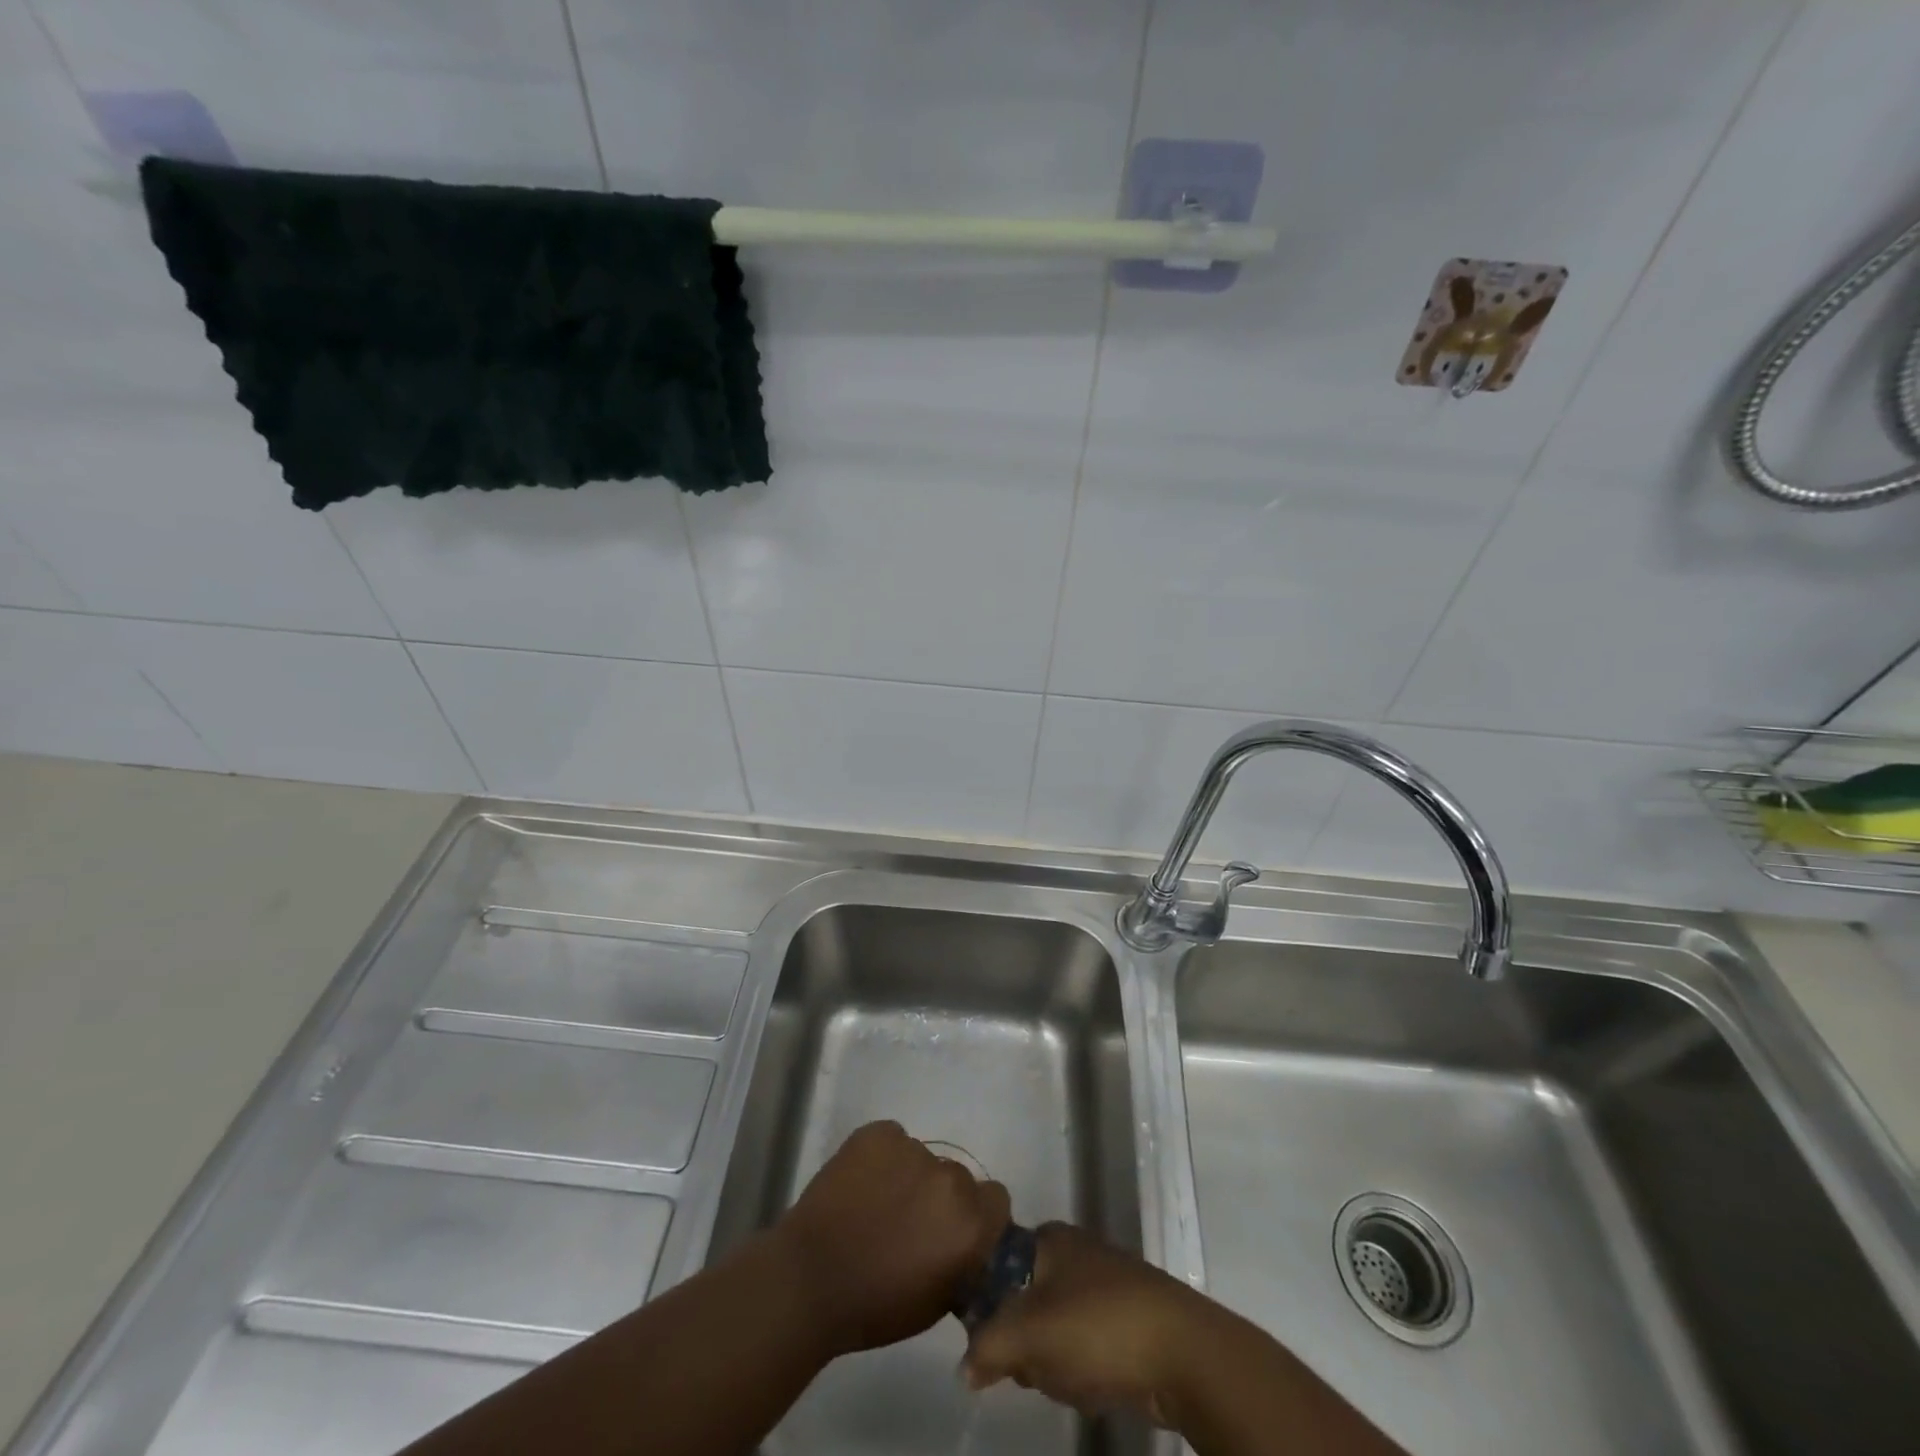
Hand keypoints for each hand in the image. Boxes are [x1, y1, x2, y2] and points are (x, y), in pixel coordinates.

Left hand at [774, 1120, 1010, 1357]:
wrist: (809, 1279)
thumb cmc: (875, 1306)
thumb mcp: (937, 1301)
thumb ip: (963, 1261)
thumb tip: (967, 1244)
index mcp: (970, 1222)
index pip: (996, 1200)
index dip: (977, 1216)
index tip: (954, 1231)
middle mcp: (950, 1178)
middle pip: (958, 1178)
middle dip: (939, 1197)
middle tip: (910, 1222)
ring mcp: (912, 1149)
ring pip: (921, 1159)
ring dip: (908, 1178)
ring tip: (876, 1205)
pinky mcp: (878, 1132)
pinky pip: (891, 1141)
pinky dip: (882, 1159)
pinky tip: (860, 1185)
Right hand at [962, 1223, 1210, 1425]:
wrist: (1182, 1352)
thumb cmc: (1097, 1327)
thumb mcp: (1027, 1334)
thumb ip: (986, 1346)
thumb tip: (965, 1367)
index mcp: (1047, 1237)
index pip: (997, 1264)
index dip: (988, 1305)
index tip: (991, 1340)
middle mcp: (1073, 1250)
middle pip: (1024, 1300)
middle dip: (1024, 1342)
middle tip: (1032, 1366)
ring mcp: (1103, 1282)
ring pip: (1055, 1327)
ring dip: (1053, 1361)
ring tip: (1067, 1380)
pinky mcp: (1126, 1317)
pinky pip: (1086, 1343)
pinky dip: (1084, 1368)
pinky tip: (1095, 1386)